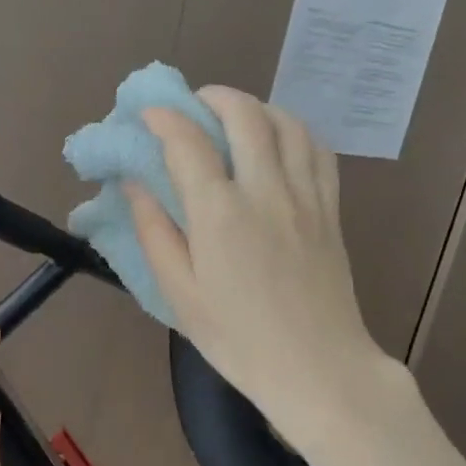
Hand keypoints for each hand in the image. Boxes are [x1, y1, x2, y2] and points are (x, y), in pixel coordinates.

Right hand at [127, 89, 400, 448]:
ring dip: (256, 107)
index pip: (188, 143)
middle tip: (192, 104)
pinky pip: (318, 150)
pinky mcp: (331, 209)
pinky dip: (294, 130)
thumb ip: (154, 232)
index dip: (164, 118)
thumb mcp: (179, 294)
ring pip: (287, 123)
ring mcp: (305, 196)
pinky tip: (279, 140)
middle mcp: (266, 191)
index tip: (147, 113)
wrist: (318, 367)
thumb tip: (134, 185)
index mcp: (220, 215)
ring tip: (234, 116)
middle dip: (213, 98)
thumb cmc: (237, 339)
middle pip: (244, 116)